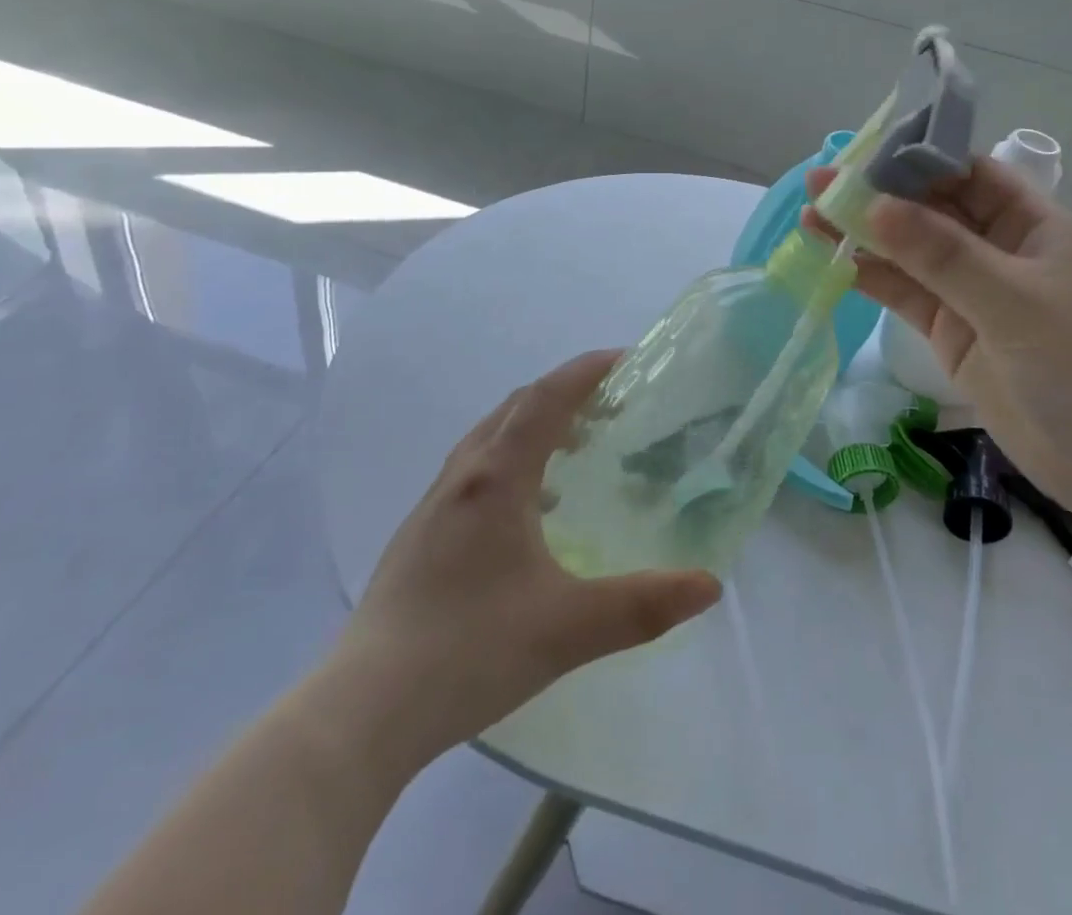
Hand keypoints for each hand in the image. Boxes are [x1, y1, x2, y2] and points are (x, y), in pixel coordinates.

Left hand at [313, 351, 721, 780]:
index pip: (546, 399)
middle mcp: (462, 477)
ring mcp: (433, 507)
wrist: (361, 713)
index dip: (586, 371)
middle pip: (516, 407)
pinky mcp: (417, 537)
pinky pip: (473, 470)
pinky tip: (528, 510)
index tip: (626, 359)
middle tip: (610, 404)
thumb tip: (710, 585)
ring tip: (575, 450)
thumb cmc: (469, 651)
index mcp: (497, 479)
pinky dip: (511, 460)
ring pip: (489, 437)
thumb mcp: (569, 628)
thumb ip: (644, 605)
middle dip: (565, 393)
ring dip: (535, 425)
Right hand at [804, 160, 1071, 518]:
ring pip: (910, 253)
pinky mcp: (952, 332)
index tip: (862, 153)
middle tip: (819, 183)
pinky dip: (871, 277)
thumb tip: (874, 206)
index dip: (917, 159)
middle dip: (879, 196)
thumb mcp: (1015, 302)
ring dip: (864, 235)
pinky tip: (834, 260)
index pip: (968, 173)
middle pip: (931, 210)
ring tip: (810, 216)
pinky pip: (906, 294)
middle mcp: (999, 249)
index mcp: (1031, 224)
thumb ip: (943, 255)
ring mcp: (972, 293)